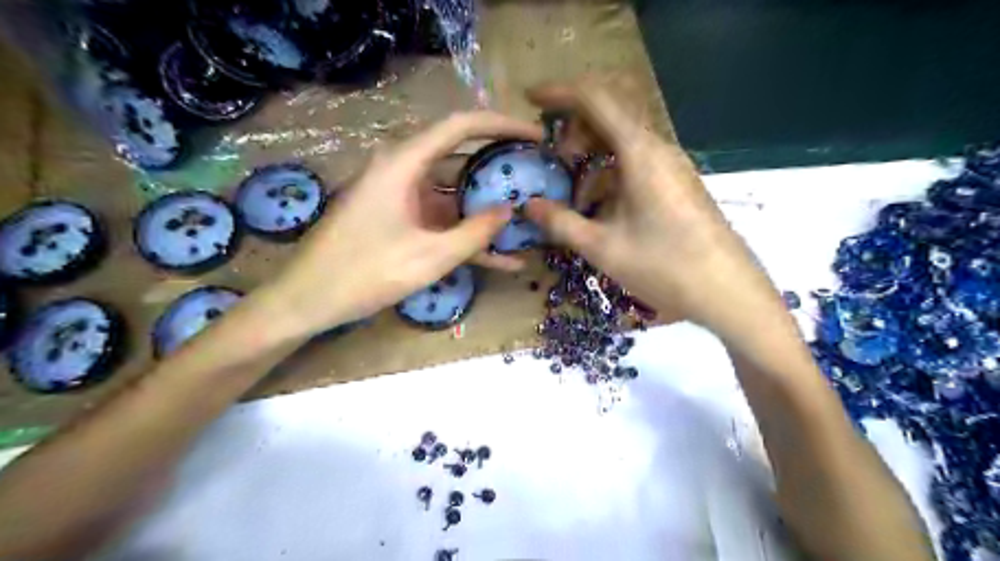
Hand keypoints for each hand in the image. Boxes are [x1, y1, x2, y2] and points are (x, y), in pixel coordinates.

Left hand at [267, 112, 539, 334]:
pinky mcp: (399, 220)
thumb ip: (475, 233)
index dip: (502, 125)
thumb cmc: (364, 273)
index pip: (461, 126)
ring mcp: (401, 197)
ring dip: (487, 208)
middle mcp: (403, 170)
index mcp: (404, 163)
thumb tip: (509, 210)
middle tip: (537, 175)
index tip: (537, 136)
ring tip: (528, 217)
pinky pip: (440, 220)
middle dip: (500, 167)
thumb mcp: (430, 256)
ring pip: (454, 193)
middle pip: (461, 157)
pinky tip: (502, 259)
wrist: (308, 300)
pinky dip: (466, 235)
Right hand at [525, 79, 789, 341]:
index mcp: (640, 153)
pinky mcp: (676, 184)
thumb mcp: (603, 247)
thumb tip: (527, 206)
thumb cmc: (664, 267)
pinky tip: (600, 207)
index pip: (596, 99)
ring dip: (593, 153)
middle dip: (576, 126)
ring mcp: (671, 165)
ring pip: (623, 139)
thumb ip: (561, 222)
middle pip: (611, 113)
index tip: (530, 98)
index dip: (560, 92)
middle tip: (554, 156)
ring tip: (574, 191)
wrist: (727, 293)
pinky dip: (610, 172)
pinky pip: (637, 162)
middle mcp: (658, 148)